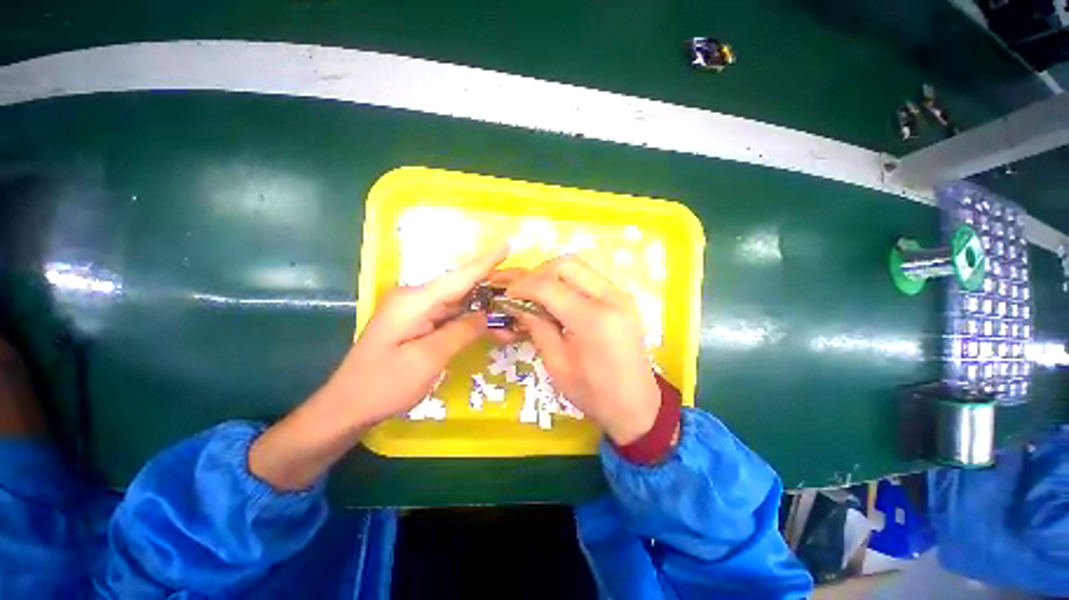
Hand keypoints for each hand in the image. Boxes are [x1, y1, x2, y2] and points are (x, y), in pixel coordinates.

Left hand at [322, 244, 509, 424]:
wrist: (348, 406)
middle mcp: (416, 298)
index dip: (486, 262)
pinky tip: (492, 326)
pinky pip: (451, 316)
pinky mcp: (419, 323)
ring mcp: (417, 311)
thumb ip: (460, 332)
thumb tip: (485, 315)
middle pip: (462, 287)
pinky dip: (472, 320)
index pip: (459, 277)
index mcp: (415, 301)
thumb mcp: (427, 359)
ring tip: (513, 309)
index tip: (507, 245)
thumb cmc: (384, 385)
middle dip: (492, 286)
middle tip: (521, 285)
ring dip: (485, 306)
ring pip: (460, 302)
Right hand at [502, 256, 660, 445]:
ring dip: (553, 276)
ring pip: (579, 267)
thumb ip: (537, 327)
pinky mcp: (622, 299)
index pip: (549, 286)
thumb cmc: (593, 393)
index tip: (506, 296)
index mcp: (593, 319)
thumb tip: (516, 304)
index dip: (522, 287)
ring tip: (537, 296)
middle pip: (566, 264)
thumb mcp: (557, 364)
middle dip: (538, 274)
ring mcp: (620, 295)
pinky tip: (557, 301)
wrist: (637, 405)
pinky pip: (589, 278)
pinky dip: (568, 283)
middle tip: (523, 293)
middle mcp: (611, 297)